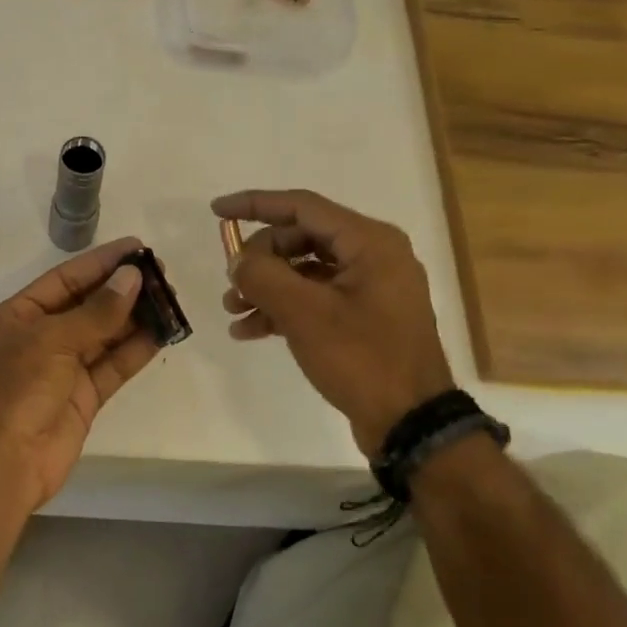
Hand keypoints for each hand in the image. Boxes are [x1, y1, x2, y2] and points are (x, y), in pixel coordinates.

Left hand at [0, 237, 159, 514]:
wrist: (2, 462)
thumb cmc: (16, 388)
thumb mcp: (52, 339)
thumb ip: (96, 311)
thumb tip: (132, 278)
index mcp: (20, 316)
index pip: (65, 279)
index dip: (100, 263)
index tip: (137, 247)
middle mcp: (41, 338)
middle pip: (87, 306)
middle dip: (122, 289)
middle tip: (162, 273)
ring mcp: (63, 369)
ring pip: (104, 336)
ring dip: (135, 318)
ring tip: (170, 299)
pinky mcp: (83, 398)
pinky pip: (113, 366)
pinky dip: (136, 350)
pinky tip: (162, 333)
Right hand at [213, 190, 453, 456]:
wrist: (410, 422)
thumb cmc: (361, 358)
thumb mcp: (304, 314)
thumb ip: (263, 276)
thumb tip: (239, 260)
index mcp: (369, 242)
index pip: (301, 206)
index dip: (255, 204)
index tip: (216, 211)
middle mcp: (373, 256)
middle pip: (300, 238)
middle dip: (259, 259)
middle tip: (231, 284)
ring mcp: (370, 288)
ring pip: (304, 271)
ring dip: (266, 286)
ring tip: (232, 311)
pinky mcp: (363, 317)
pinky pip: (315, 298)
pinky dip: (283, 309)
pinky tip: (250, 331)